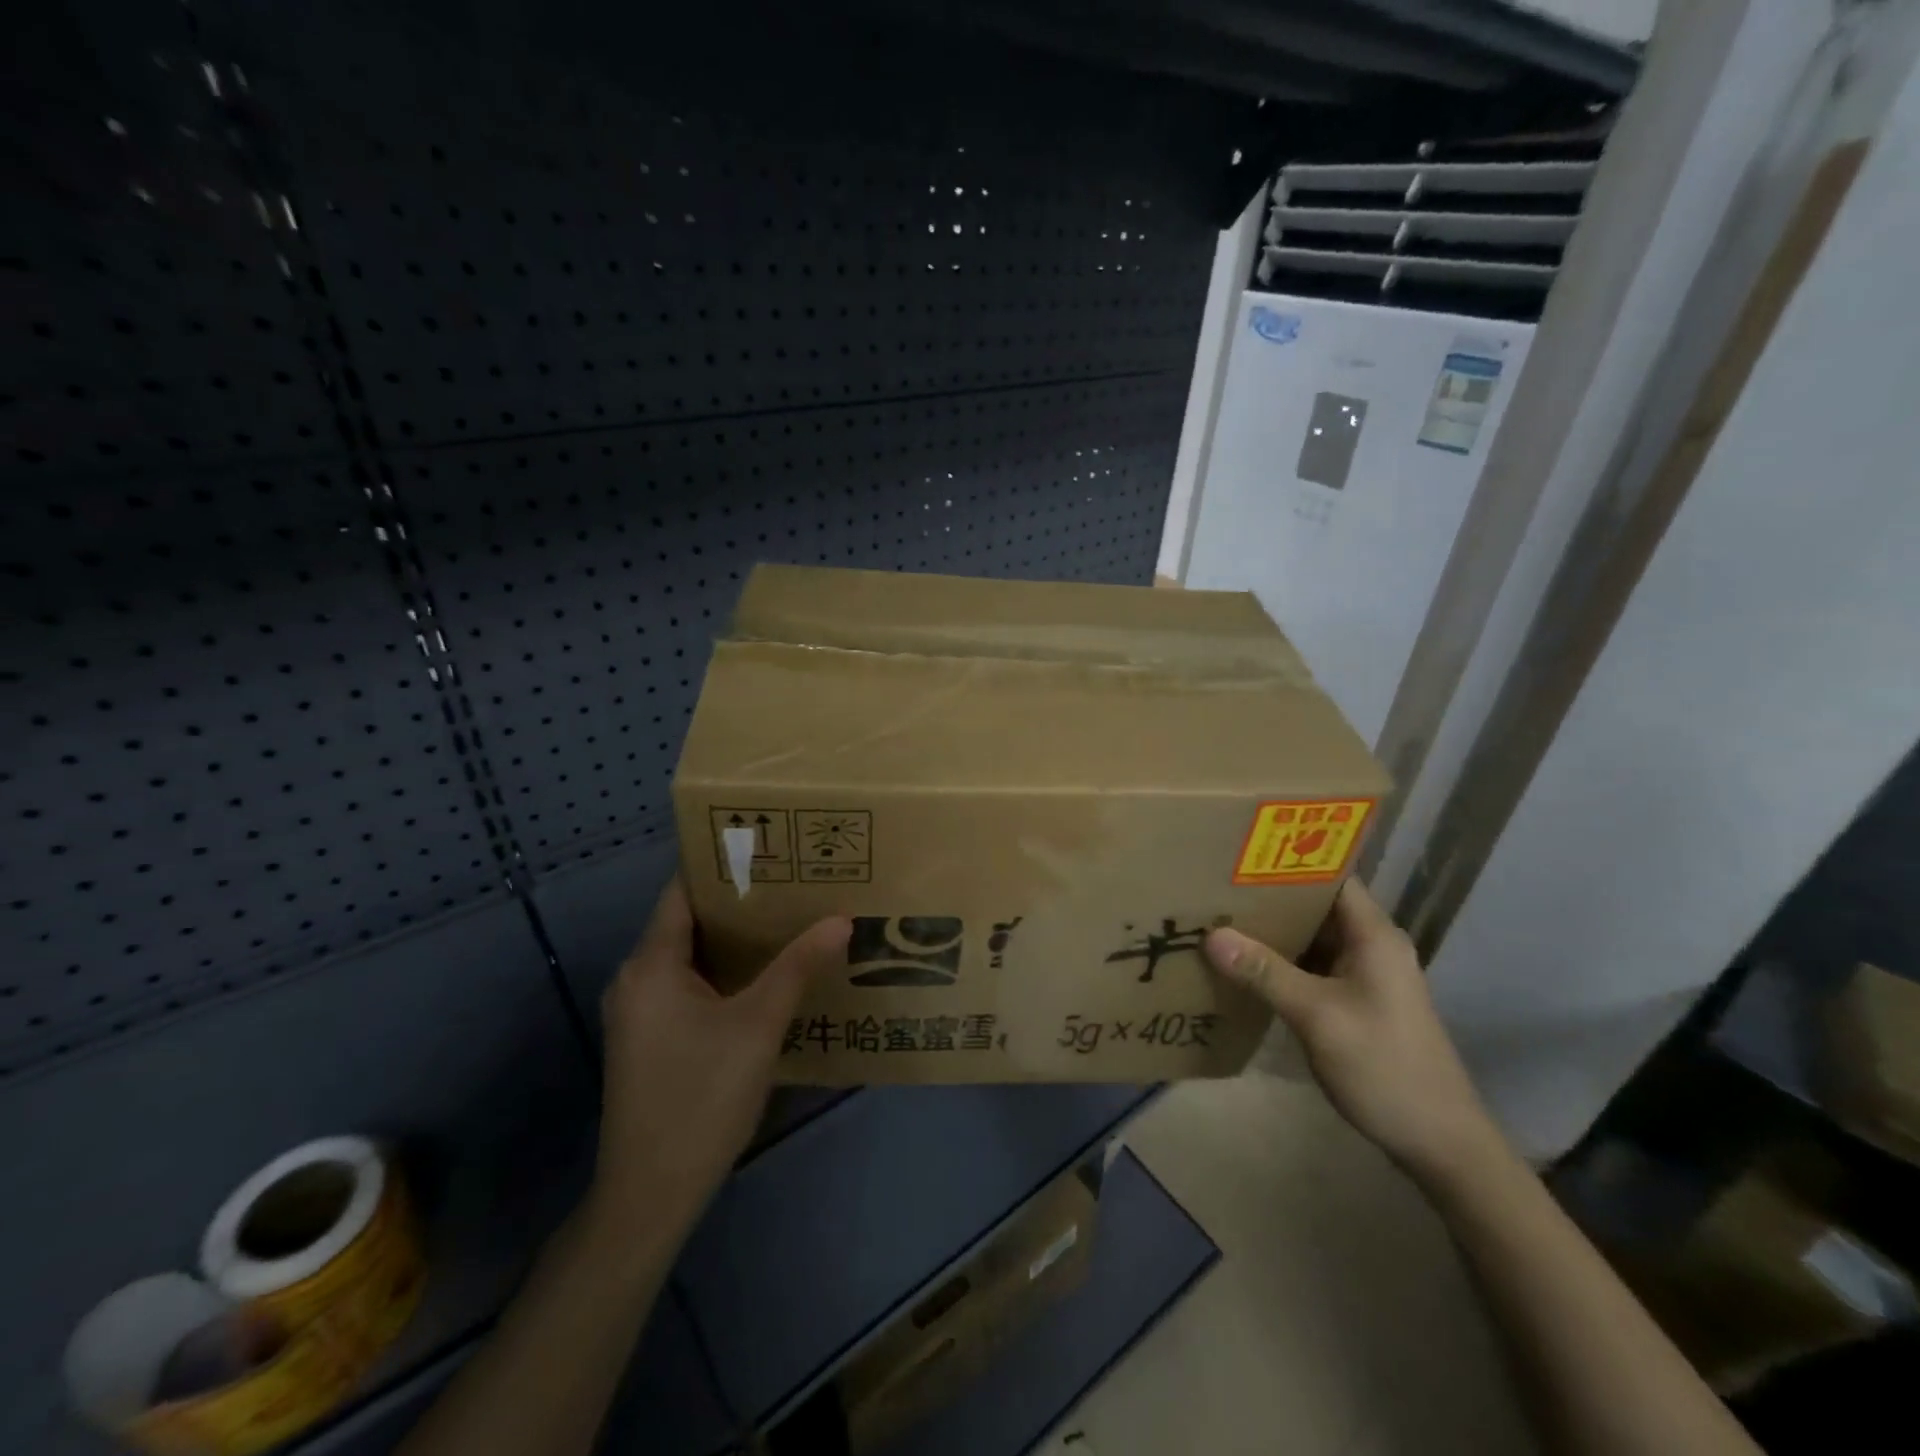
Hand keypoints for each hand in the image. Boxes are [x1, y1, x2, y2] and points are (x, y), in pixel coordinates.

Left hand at [591, 878, 850, 1234]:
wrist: (651, 1194)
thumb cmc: (702, 1097)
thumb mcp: (759, 1025)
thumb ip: (798, 966)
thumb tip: (840, 918)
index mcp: (651, 964)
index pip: (683, 890)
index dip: (723, 865)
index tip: (771, 848)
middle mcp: (636, 978)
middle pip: (688, 920)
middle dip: (739, 901)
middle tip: (793, 881)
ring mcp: (640, 1011)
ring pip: (689, 955)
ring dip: (733, 939)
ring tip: (788, 918)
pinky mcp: (649, 1038)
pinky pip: (687, 984)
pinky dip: (722, 970)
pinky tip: (764, 974)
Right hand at [1204, 879, 1501, 1184]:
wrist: (1439, 1143)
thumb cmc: (1384, 1067)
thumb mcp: (1317, 1016)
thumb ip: (1264, 972)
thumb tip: (1211, 935)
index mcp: (1373, 935)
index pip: (1330, 875)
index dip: (1288, 861)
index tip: (1238, 854)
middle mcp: (1371, 945)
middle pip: (1315, 905)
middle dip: (1268, 896)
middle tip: (1214, 885)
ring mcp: (1364, 975)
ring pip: (1310, 937)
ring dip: (1271, 930)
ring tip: (1219, 916)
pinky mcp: (1355, 1001)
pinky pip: (1311, 966)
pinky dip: (1280, 961)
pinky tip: (1243, 964)